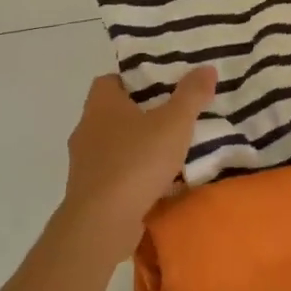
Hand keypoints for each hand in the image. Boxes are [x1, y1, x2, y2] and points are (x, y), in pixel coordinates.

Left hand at [63, 69, 215, 252]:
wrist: (102, 223)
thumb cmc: (136, 161)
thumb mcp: (174, 123)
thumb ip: (191, 94)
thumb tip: (206, 68)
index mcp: (101, 104)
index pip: (111, 80)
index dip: (135, 80)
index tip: (162, 86)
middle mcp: (87, 129)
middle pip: (114, 112)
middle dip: (142, 114)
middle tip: (174, 116)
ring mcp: (85, 163)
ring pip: (115, 145)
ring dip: (138, 147)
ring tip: (171, 151)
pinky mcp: (90, 192)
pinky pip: (116, 174)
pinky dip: (134, 175)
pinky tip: (159, 183)